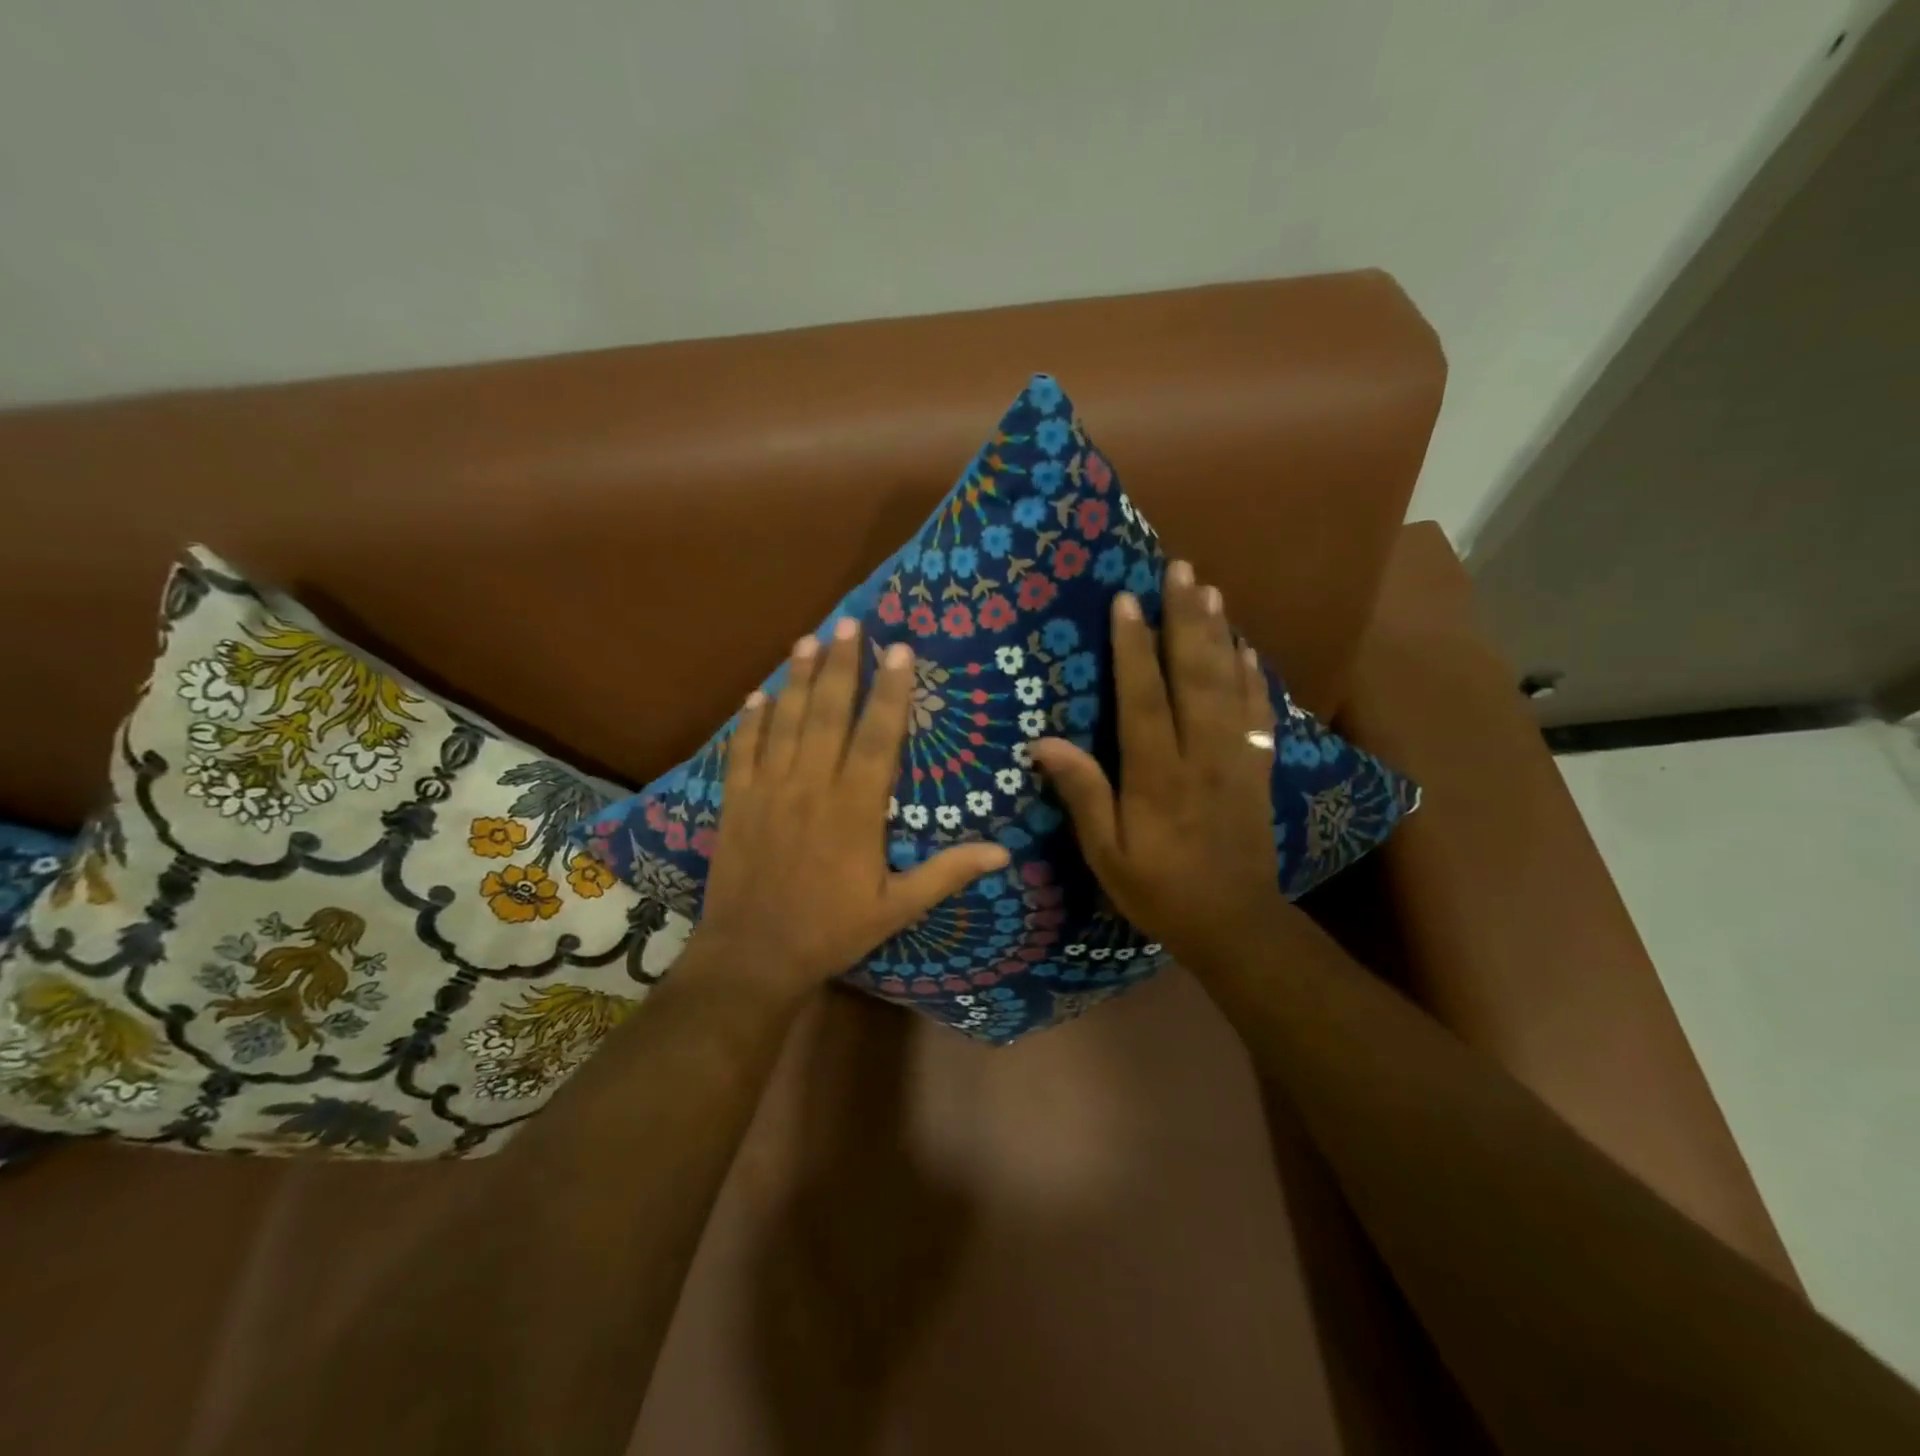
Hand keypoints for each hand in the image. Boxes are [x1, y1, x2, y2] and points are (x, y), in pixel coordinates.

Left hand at [696, 619, 1010, 994]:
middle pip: (828, 713)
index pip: (877, 736)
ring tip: (808, 640)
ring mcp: (769, 790)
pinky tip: (757, 696)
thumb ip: (946, 873)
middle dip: (841, 665)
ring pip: (785, 722)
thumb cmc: (830, 931)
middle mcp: (811, 786)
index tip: (899, 650)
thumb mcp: (896, 909)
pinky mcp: (736, 802)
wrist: (753, 956)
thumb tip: (1002, 852)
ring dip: (796, 678)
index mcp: (855, 808)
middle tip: (850, 624)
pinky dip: (750, 721)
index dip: (890, 691)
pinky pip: (743, 751)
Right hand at [1029, 561, 1286, 974]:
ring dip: (1220, 635)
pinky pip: (1258, 712)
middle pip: (1194, 676)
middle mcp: (1201, 754)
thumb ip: (1083, 795)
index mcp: (1158, 774)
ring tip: (1211, 591)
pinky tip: (1247, 650)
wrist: (1234, 922)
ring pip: (1228, 685)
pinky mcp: (1258, 768)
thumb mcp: (1106, 855)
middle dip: (1186, 620)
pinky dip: (1253, 677)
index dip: (1134, 648)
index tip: (1127, 600)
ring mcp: (1236, 758)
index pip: (1144, 698)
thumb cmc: (1159, 889)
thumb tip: (1045, 744)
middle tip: (1181, 570)